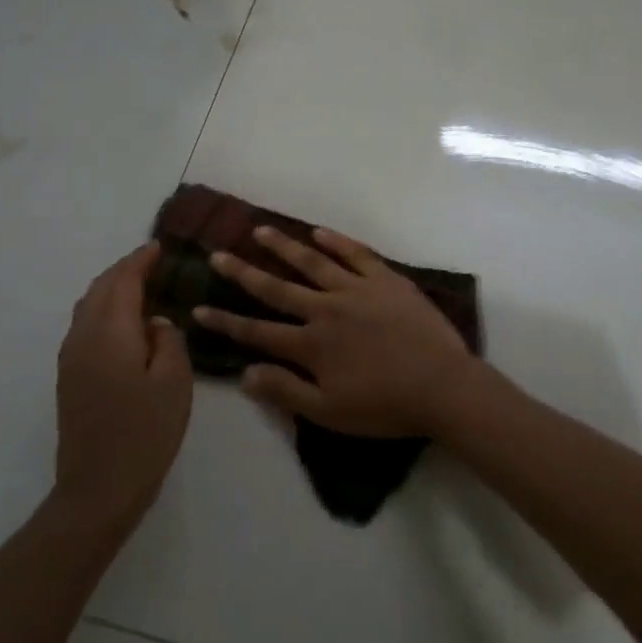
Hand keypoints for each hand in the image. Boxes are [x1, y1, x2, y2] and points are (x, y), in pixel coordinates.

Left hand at [55, 243, 193, 528]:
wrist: (98, 487)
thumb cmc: (145, 432)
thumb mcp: (175, 382)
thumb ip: (169, 340)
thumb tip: (155, 322)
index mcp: (111, 332)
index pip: (123, 281)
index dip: (140, 260)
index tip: (159, 247)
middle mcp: (83, 336)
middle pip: (100, 288)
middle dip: (124, 270)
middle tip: (151, 262)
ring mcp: (71, 358)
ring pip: (88, 306)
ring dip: (111, 289)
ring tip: (138, 286)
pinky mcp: (69, 377)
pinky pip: (84, 326)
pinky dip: (103, 310)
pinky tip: (122, 323)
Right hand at [192, 226, 477, 437]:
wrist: (442, 386)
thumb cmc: (385, 406)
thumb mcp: (329, 412)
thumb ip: (285, 391)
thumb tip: (244, 373)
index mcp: (311, 344)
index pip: (258, 332)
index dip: (226, 322)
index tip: (198, 309)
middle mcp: (326, 309)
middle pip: (277, 288)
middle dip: (243, 273)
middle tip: (217, 255)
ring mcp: (357, 290)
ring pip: (312, 263)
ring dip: (283, 246)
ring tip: (259, 230)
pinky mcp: (386, 280)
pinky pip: (356, 255)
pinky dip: (335, 242)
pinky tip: (317, 232)